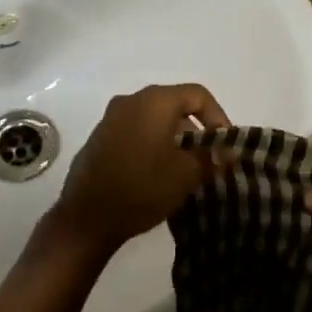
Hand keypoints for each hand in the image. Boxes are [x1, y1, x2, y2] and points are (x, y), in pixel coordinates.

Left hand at [48, 84, 230, 255]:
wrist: (86, 217)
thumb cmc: (142, 187)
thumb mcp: (185, 175)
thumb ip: (210, 158)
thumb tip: (226, 153)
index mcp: (154, 100)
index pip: (197, 94)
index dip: (218, 117)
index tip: (224, 146)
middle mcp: (132, 100)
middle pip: (174, 104)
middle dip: (195, 130)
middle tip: (208, 159)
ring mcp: (112, 117)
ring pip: (154, 118)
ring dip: (174, 138)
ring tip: (185, 170)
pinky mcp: (100, 136)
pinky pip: (136, 130)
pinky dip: (152, 143)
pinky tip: (157, 173)